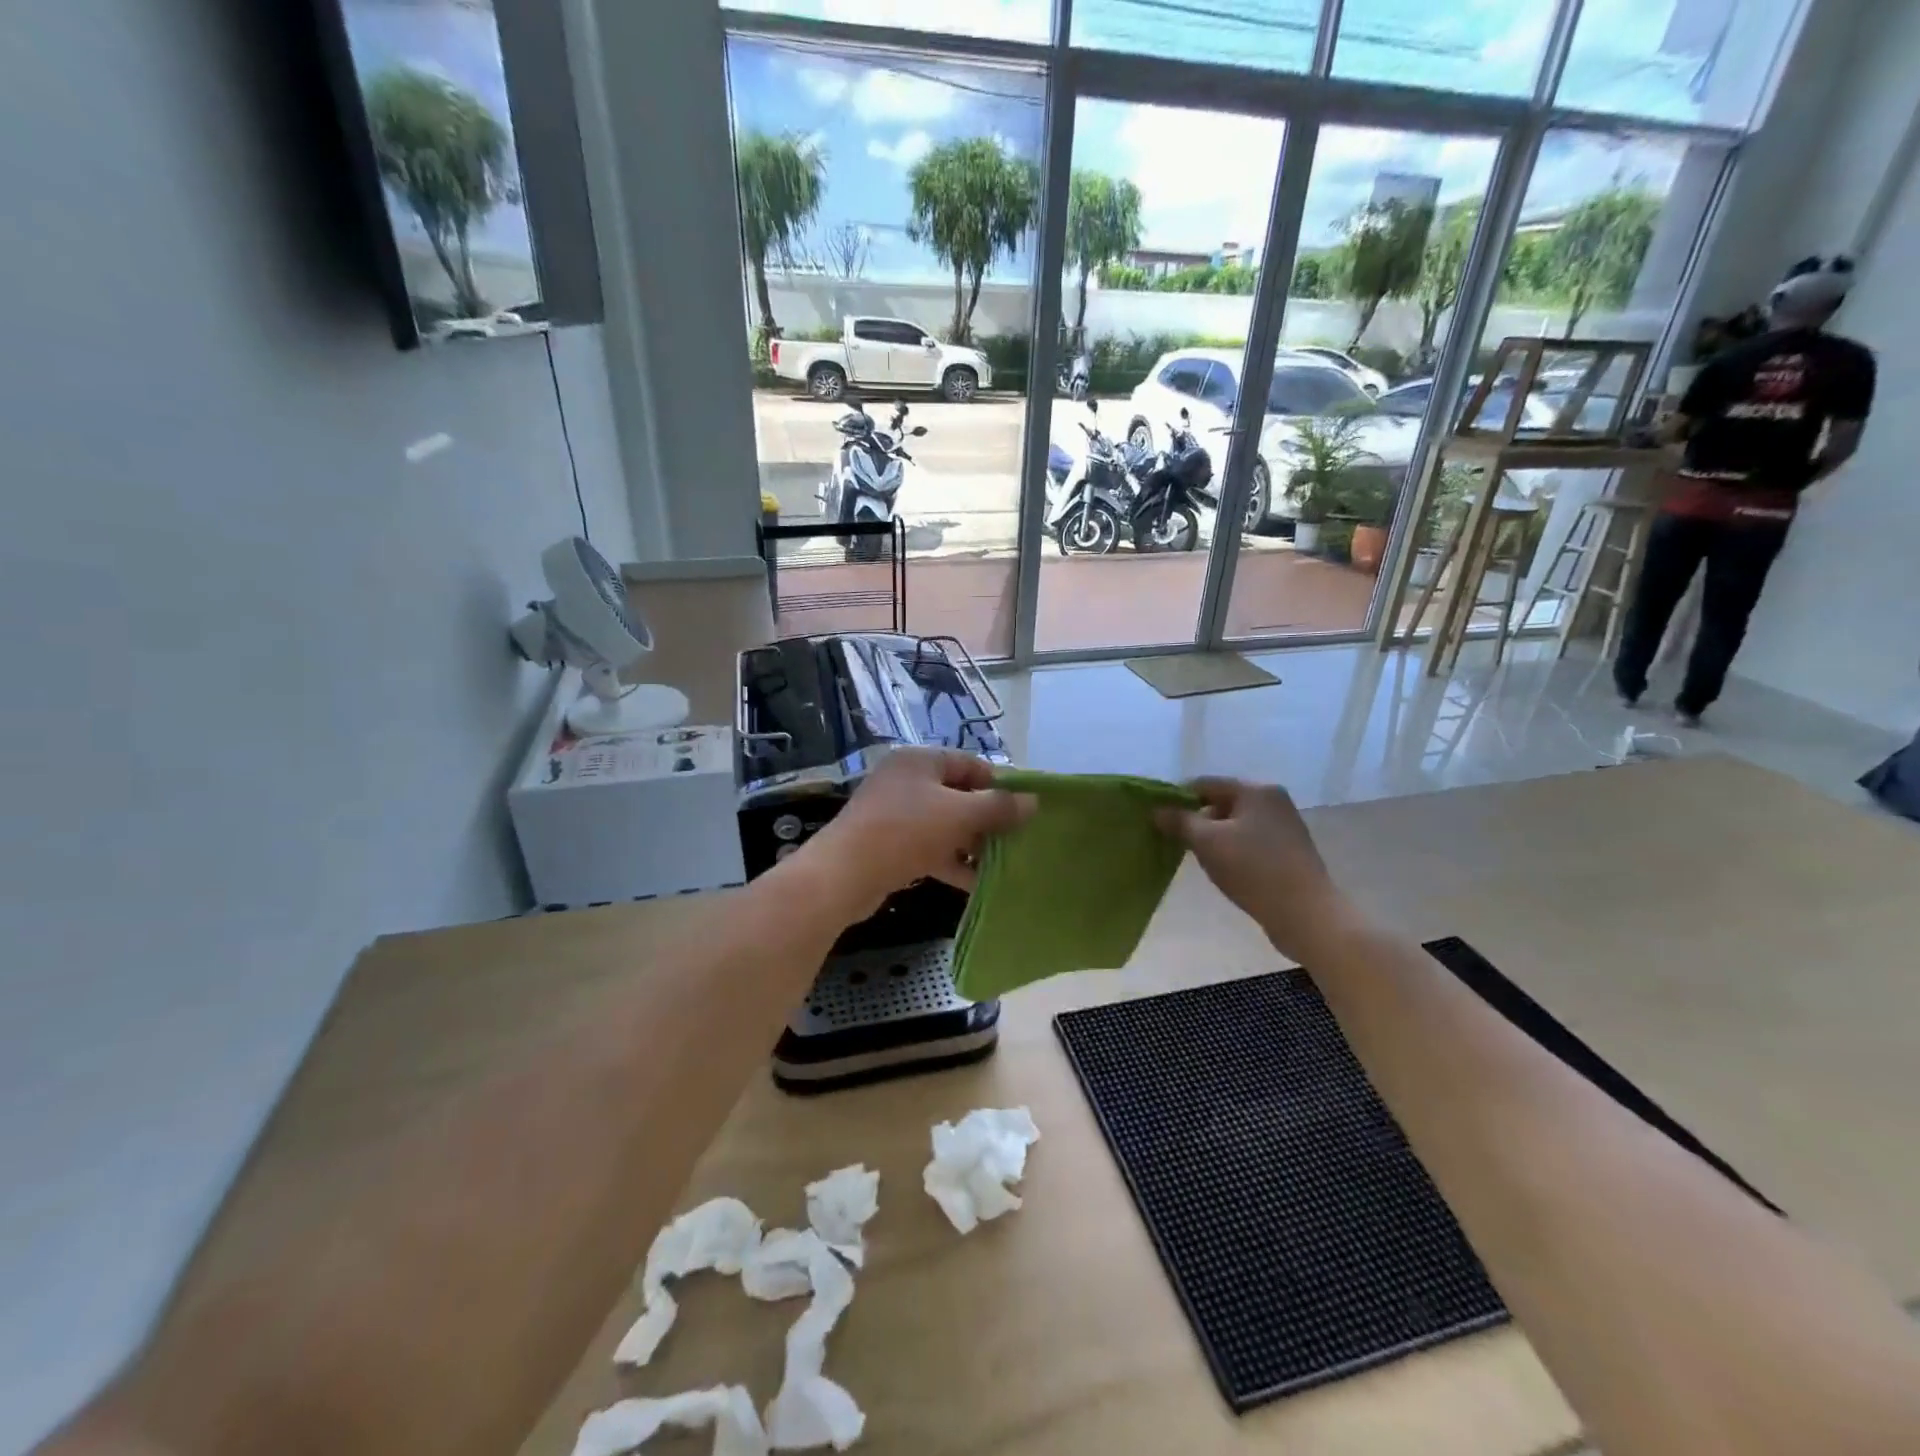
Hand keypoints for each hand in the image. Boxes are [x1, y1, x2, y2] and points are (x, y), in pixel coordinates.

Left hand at [796, 748, 1033, 921]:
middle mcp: (906, 781)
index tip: (1025, 809)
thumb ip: (998, 807)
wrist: (843, 875)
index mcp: (920, 761)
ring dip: (972, 843)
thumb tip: (1033, 801)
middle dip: (988, 818)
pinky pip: (929, 848)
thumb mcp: (959, 814)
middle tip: (1018, 839)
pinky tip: (976, 883)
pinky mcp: (888, 845)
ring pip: (945, 825)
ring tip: (1004, 864)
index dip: (1000, 784)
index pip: (970, 764)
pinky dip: (951, 861)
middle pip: (958, 795)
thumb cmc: (905, 831)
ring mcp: (895, 814)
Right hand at [1156, 778, 1360, 961]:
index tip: (1159, 820)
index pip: (1205, 784)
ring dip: (1214, 838)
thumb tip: (1157, 810)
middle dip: (1196, 821)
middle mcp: (1273, 801)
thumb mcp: (1208, 842)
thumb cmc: (1254, 870)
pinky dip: (1232, 851)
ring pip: (1235, 824)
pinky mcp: (1289, 851)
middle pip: (1221, 802)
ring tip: (1200, 860)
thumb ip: (1179, 821)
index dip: (1177, 798)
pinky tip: (1225, 871)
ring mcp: (1284, 826)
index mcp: (1256, 790)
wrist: (1306, 914)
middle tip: (1177, 843)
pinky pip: (1250, 842)